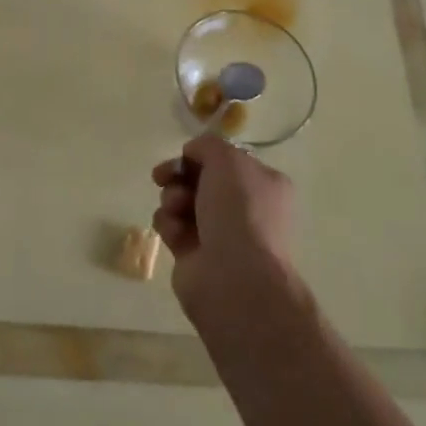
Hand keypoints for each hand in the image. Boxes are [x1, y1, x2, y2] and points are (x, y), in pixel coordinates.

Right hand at [150, 133, 295, 326]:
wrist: (235, 279)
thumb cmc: (239, 211)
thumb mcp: (227, 160)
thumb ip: (207, 145)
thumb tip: (192, 153)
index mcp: (263, 184)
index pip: (226, 161)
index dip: (201, 155)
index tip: (184, 155)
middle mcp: (245, 208)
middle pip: (200, 179)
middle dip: (179, 174)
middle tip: (163, 176)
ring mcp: (220, 233)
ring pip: (182, 201)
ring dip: (172, 198)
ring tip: (176, 208)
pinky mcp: (194, 255)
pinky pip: (173, 227)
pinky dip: (169, 224)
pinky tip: (175, 231)